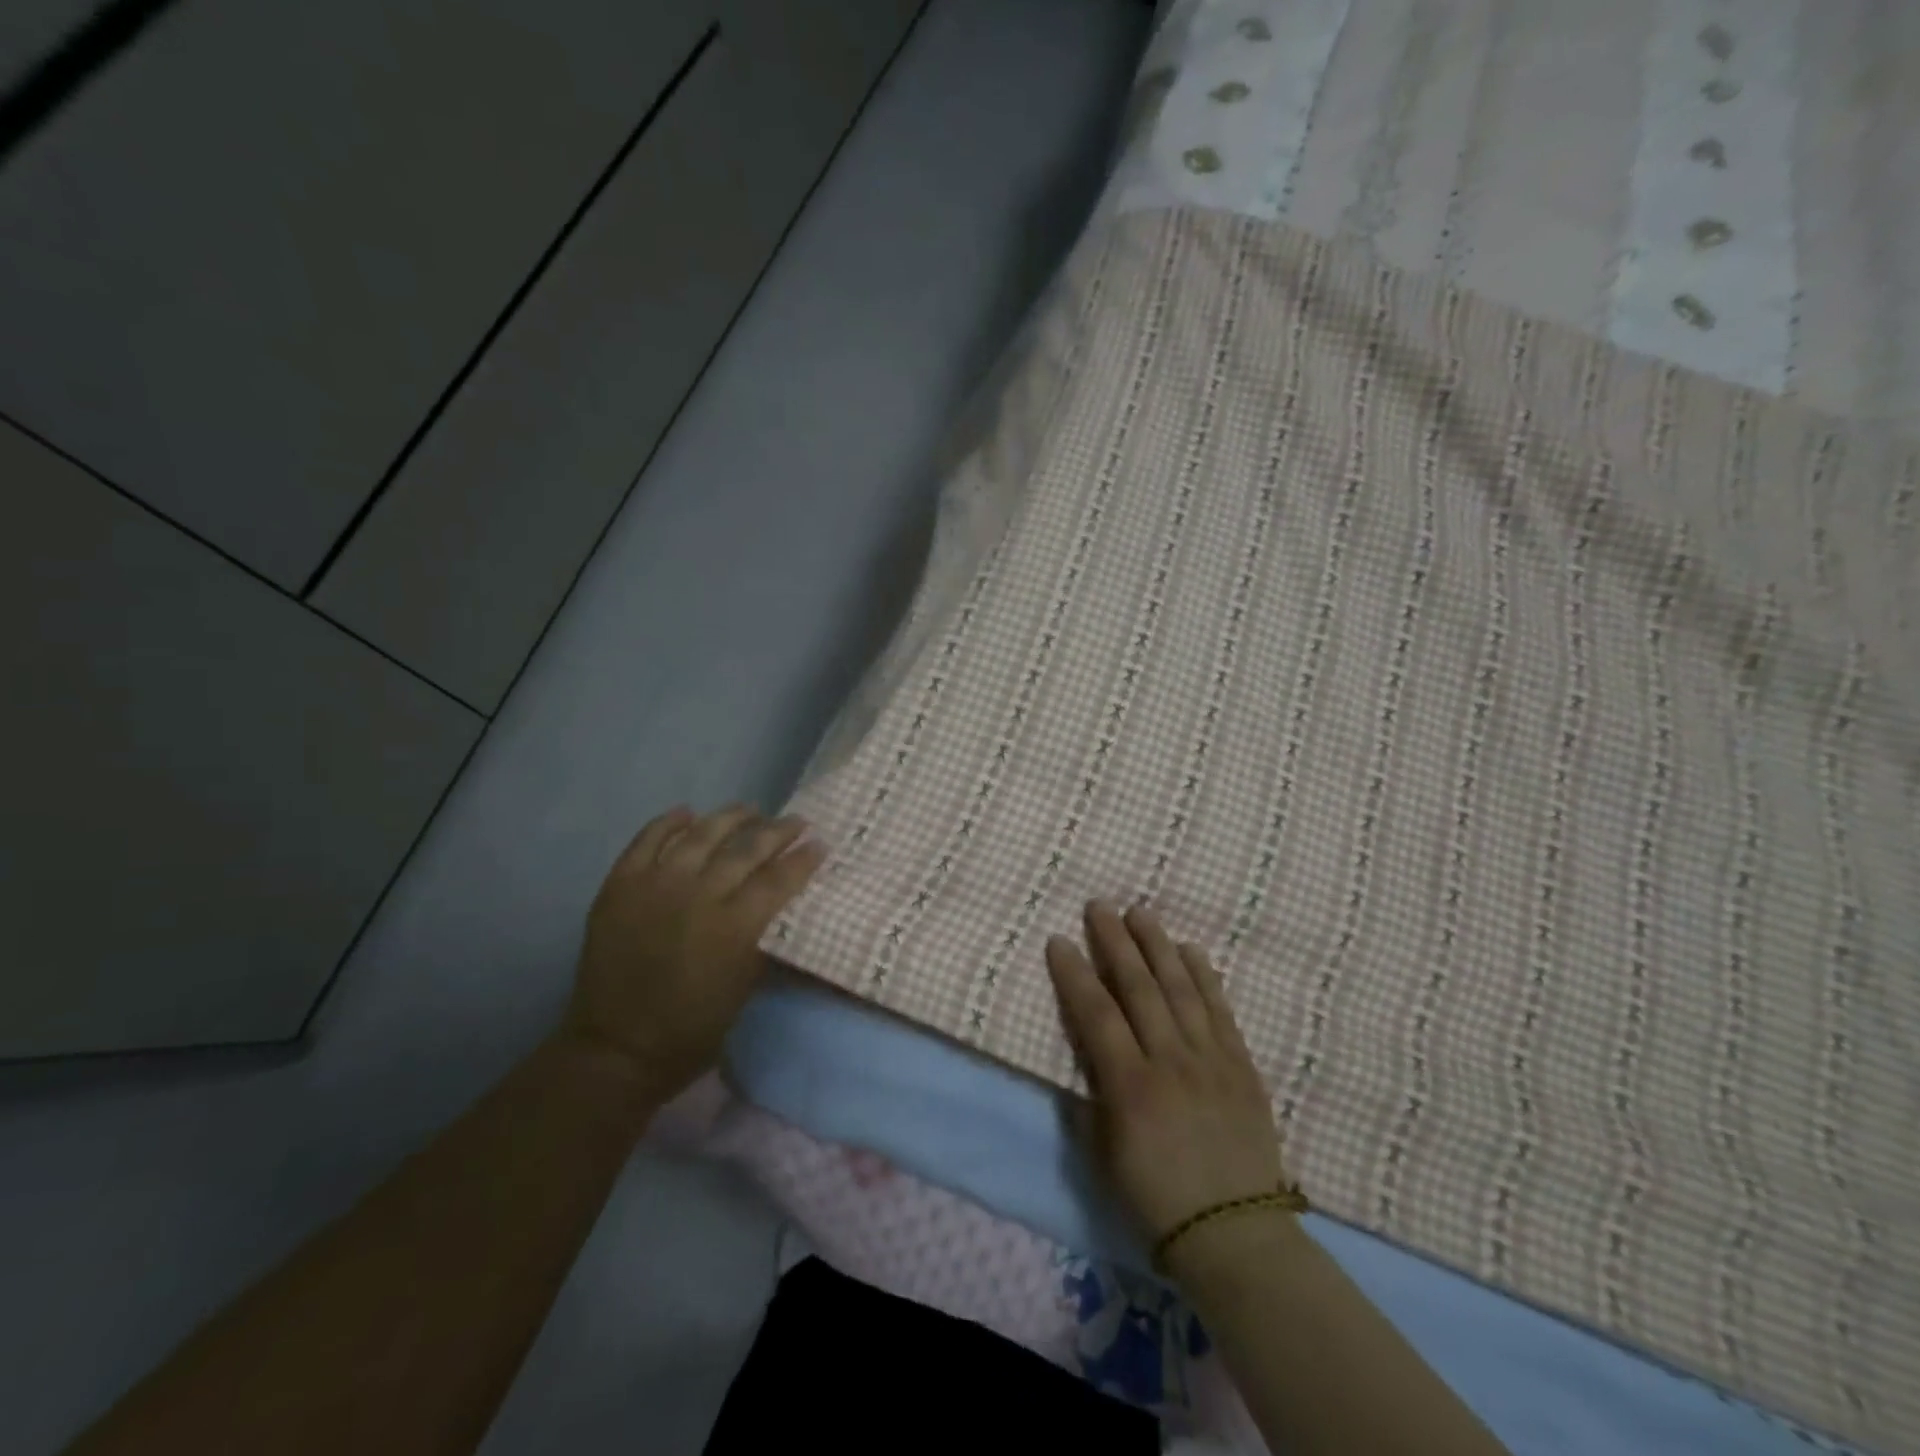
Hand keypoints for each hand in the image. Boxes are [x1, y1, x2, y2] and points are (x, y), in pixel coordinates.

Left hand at [565, 804, 824, 1103]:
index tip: (820, 843)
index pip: (779, 878)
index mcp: (734, 926)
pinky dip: (669, 823)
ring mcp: (656, 885)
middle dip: (777, 831)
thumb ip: (764, 938)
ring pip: (701, 834)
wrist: (616, 1049)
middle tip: (796, 821)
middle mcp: (698, 895)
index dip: (804, 858)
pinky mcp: (620, 885)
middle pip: (746, 849)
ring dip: (730, 818)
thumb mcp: (745, 988)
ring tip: (749, 808)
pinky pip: (648, 840)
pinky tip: (687, 813)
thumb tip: (782, 902)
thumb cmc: (693, 1030)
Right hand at [1047, 901, 1286, 1242]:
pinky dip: (1204, 975)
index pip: (1095, 1013)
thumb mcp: (1104, 1154)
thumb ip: (1092, 1094)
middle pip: (1138, 986)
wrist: (1235, 1234)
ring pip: (1180, 986)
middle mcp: (1170, 1060)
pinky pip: (1220, 1008)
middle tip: (1099, 905)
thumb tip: (1086, 1050)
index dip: (1074, 973)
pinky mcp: (1241, 1063)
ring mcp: (1210, 1058)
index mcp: (1130, 1086)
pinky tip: (1190, 950)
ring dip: (1157, 945)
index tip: (1058, 940)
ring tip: (1140, 912)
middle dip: (1115, 941)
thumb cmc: (1156, 1200)